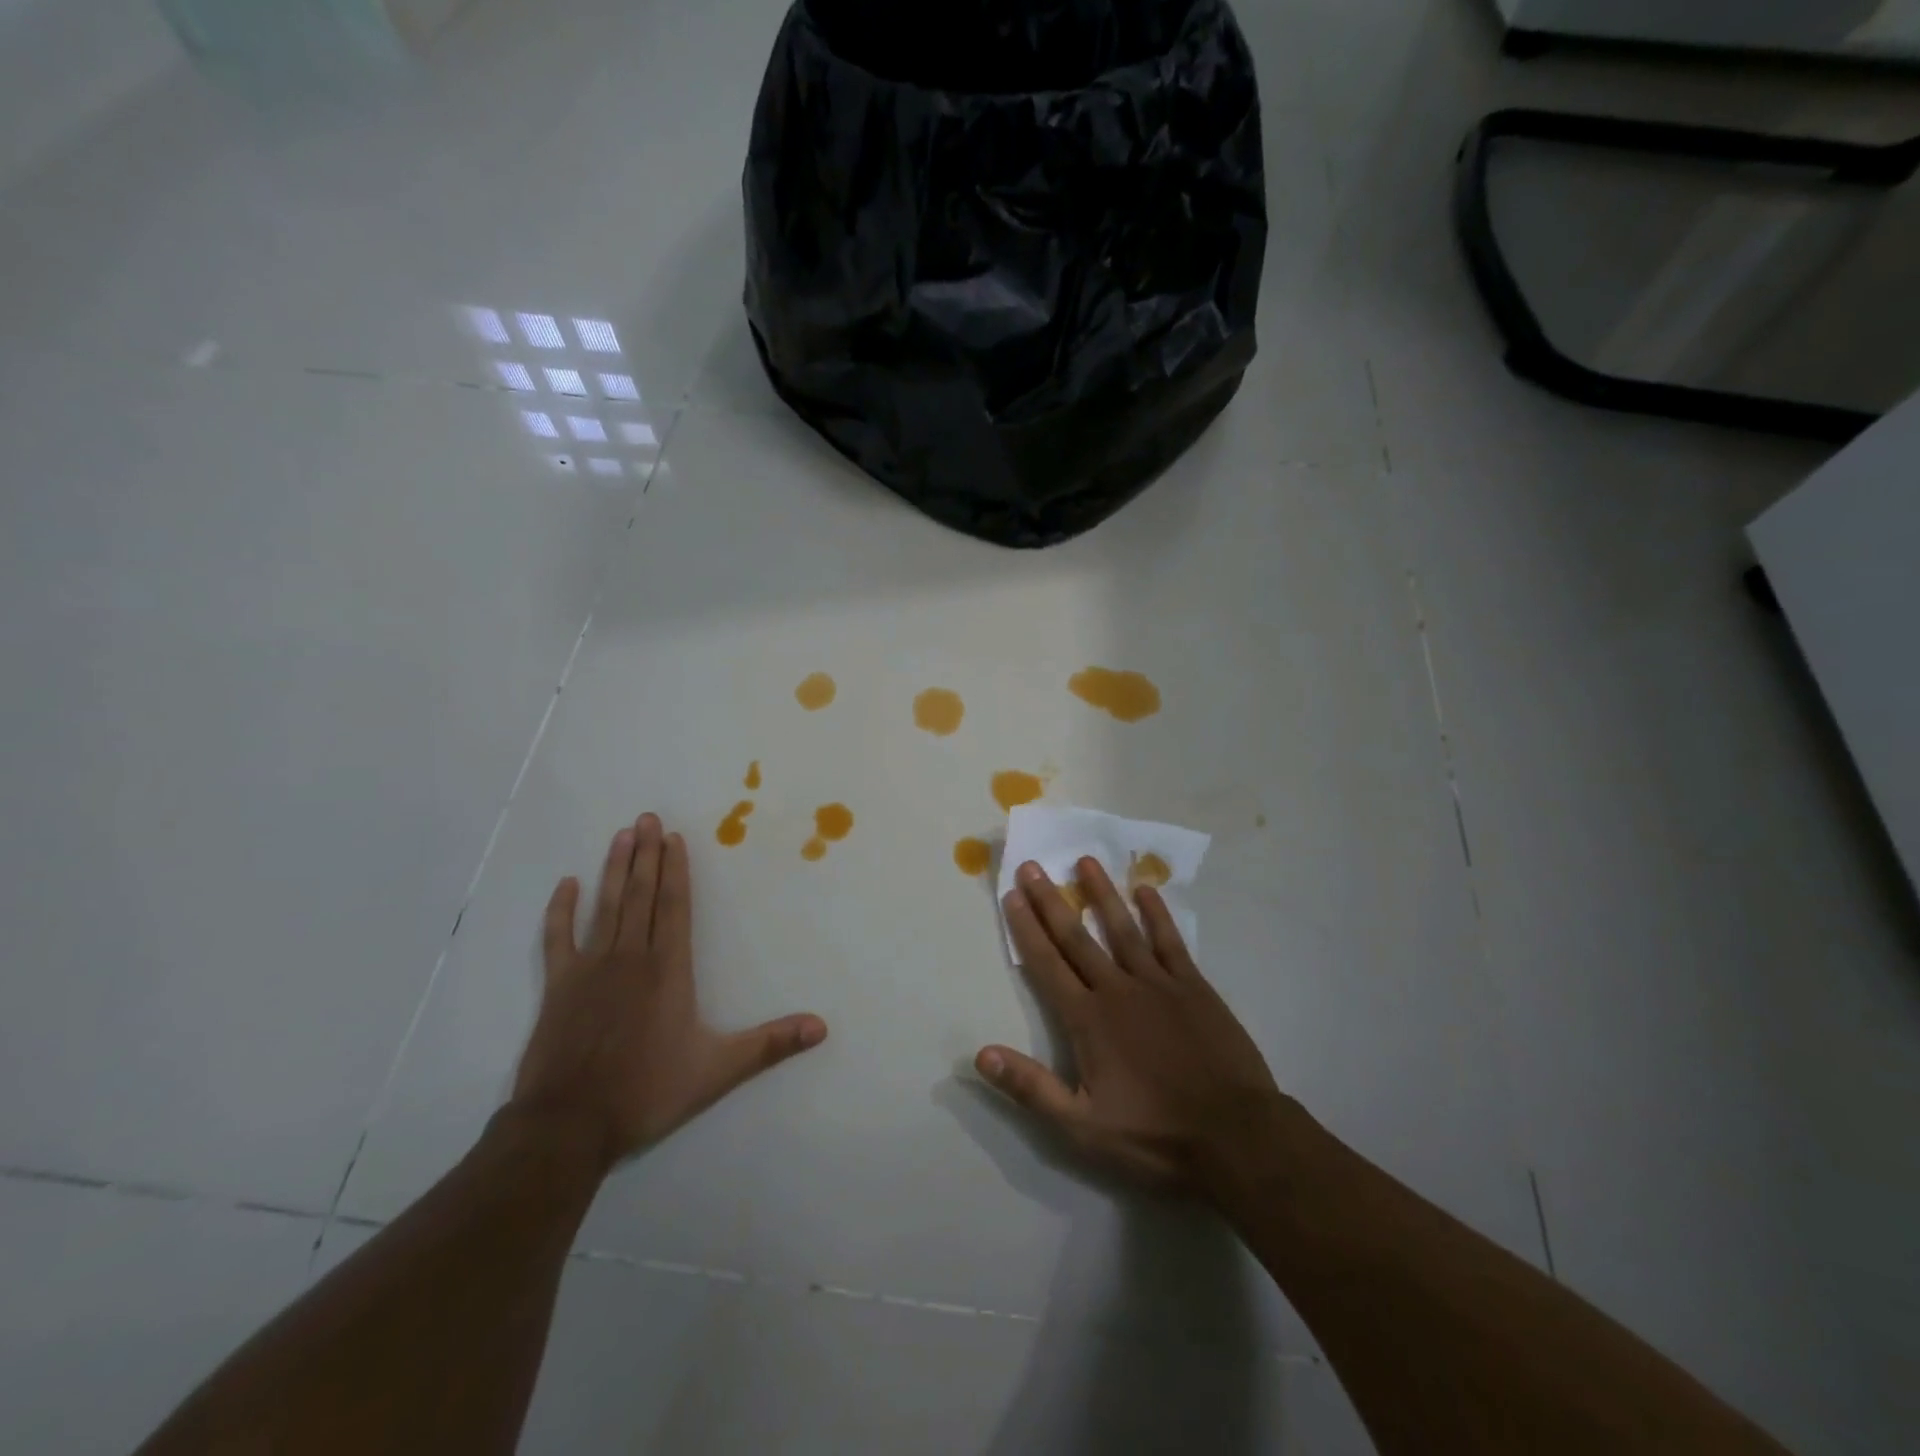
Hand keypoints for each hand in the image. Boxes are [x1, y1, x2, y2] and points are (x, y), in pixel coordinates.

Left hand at [510, 813, 827, 1172]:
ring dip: (615, 869)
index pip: (674, 907)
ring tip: (622, 835)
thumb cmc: (646, 1091)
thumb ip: (770, 1045)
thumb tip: (821, 1027)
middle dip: (647, 854)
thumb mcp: (718, 1070)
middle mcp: (631, 957)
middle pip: (641, 895)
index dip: (676, 870)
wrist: (569, 1125)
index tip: (674, 838)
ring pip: (606, 906)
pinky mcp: (558, 987)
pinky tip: (567, 883)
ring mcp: (590, 969)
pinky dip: (561, 909)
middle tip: (647, 817)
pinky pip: (558, 938)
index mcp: (668, 970)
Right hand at [977, 858, 1285, 1196]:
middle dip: (1050, 901)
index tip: (1011, 895)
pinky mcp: (1194, 987)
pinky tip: (1146, 890)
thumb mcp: (1083, 1127)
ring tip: (1085, 861)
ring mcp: (1158, 983)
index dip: (1026, 929)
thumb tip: (981, 1053)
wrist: (1236, 1136)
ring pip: (1122, 928)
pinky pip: (1170, 942)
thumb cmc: (1154, 1136)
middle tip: (1032, 866)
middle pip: (1077, 937)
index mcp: (1088, 1020)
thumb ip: (1031, 1087)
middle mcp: (1117, 989)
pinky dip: (1157, 915)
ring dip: (1101, 894)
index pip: (1047, 964)